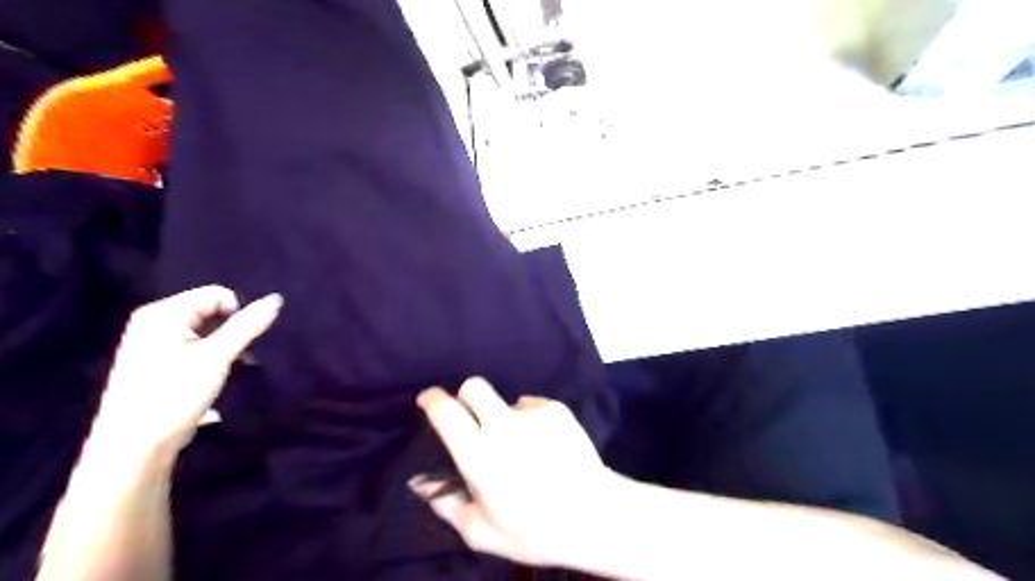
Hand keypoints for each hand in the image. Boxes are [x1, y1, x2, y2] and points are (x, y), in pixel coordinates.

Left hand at [88, 287, 278, 457]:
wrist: (135, 447)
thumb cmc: (174, 394)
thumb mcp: (217, 357)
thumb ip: (248, 326)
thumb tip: (276, 299)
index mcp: (162, 314)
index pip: (217, 294)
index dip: (237, 314)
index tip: (239, 342)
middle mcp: (155, 323)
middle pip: (211, 312)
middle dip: (232, 332)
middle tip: (237, 357)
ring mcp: (154, 345)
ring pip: (207, 333)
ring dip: (225, 348)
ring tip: (226, 371)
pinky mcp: (159, 365)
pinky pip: (196, 349)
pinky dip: (212, 359)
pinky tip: (213, 380)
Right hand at [409, 377, 608, 566]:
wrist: (594, 516)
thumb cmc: (534, 531)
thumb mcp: (482, 532)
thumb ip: (447, 504)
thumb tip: (421, 483)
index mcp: (479, 455)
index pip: (446, 412)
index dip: (432, 400)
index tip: (428, 399)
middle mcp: (503, 425)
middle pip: (474, 386)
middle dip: (466, 396)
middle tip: (473, 419)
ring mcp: (533, 414)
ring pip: (507, 401)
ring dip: (505, 418)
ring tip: (523, 449)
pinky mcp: (557, 410)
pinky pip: (533, 407)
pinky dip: (531, 421)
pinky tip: (545, 446)